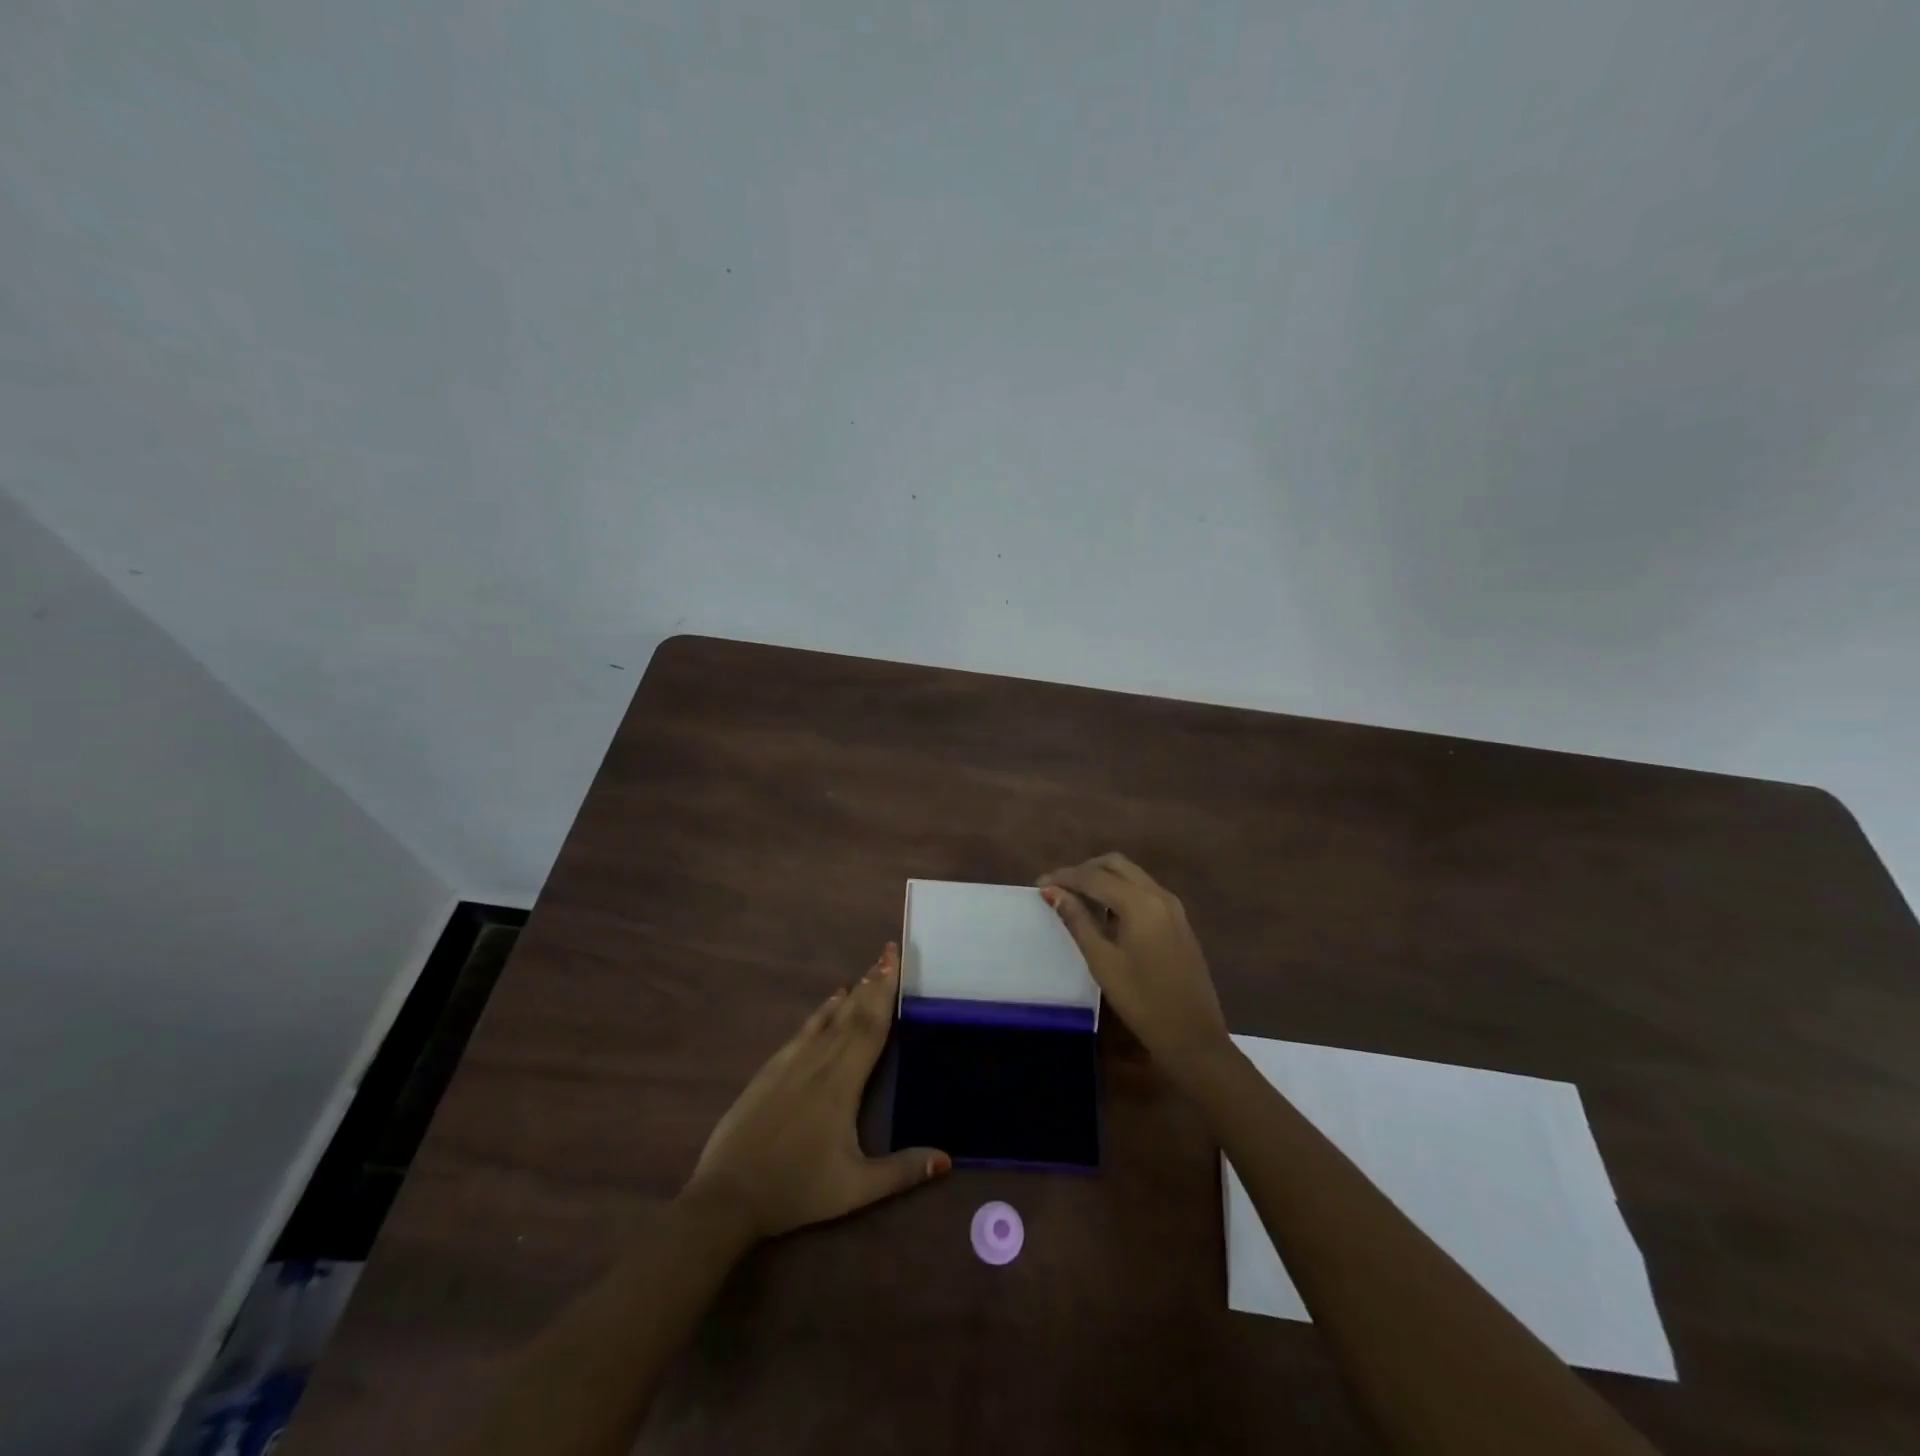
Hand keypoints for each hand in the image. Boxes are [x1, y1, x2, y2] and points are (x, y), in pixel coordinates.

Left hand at [682, 943, 949, 1239]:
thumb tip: (946, 1158)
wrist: (728, 1195)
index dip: (885, 992)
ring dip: (852, 993)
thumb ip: (902, 1171)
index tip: (895, 960)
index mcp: (843, 1083)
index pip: (871, 1026)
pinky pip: (804, 1029)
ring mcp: (792, 1062)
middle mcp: (820, 1061)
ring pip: (829, 1017)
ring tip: (869, 971)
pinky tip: (831, 1000)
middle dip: (874, 982)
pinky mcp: (772, 1070)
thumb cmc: (796, 1189)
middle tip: (889, 951)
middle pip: (853, 1014)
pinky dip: (822, 1010)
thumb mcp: (855, 1189)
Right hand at [1039, 854, 1229, 1077]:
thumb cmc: (1142, 1001)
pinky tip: (1105, 913)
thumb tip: (1053, 892)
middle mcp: (1159, 895)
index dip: (1064, 877)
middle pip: (1116, 865)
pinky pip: (1144, 890)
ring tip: (1077, 899)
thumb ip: (1078, 921)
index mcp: (1140, 903)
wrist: (1193, 1036)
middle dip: (1085, 870)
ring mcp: (1173, 907)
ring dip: (1103, 878)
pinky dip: (1121, 890)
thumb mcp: (1102, 961)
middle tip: (1059, 889)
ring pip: (1132, 875)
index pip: (1094, 876)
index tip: (1039, 885)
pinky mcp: (1179, 921)